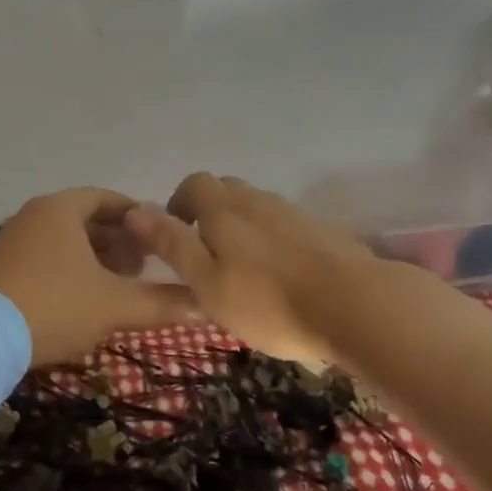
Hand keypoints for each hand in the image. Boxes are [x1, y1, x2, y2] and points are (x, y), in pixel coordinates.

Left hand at [0, 188, 196, 365]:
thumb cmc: (54, 307)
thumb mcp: (114, 305)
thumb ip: (162, 303)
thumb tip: (207, 307)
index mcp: (59, 209)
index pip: (108, 199)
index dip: (138, 216)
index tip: (161, 235)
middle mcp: (33, 216)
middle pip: (86, 219)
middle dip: (119, 240)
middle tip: (146, 264)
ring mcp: (12, 242)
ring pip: (64, 241)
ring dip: (96, 257)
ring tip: (121, 282)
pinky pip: (45, 257)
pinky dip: (70, 268)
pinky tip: (85, 297)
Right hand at [126, 173, 373, 361]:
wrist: (357, 307)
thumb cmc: (269, 301)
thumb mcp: (207, 282)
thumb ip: (172, 244)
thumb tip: (134, 209)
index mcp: (224, 209)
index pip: (194, 183)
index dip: (179, 204)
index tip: (177, 236)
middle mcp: (258, 200)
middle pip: (227, 190)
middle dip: (210, 212)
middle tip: (207, 254)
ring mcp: (294, 213)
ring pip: (257, 207)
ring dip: (242, 227)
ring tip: (244, 269)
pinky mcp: (323, 231)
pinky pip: (285, 225)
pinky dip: (273, 240)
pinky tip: (281, 275)